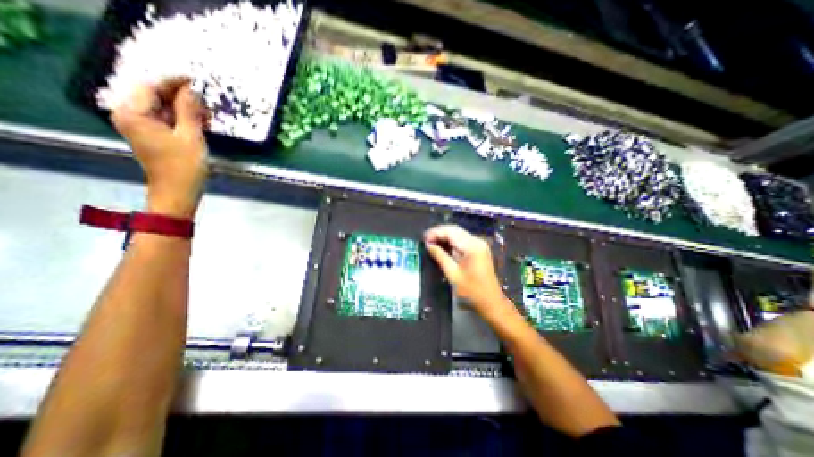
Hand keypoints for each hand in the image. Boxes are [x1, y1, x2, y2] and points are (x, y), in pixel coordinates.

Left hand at [111, 76, 208, 217]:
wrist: (178, 192)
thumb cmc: (184, 167)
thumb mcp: (191, 137)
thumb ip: (189, 111)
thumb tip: (192, 90)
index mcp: (133, 114)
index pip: (151, 87)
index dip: (174, 82)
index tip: (196, 80)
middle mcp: (130, 116)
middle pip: (154, 96)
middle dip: (181, 96)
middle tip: (205, 101)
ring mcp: (140, 126)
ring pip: (162, 107)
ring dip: (184, 108)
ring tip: (206, 114)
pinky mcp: (152, 135)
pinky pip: (166, 119)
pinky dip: (182, 118)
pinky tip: (199, 122)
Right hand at [424, 226, 505, 318]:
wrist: (491, 303)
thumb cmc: (472, 291)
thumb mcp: (453, 274)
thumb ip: (440, 256)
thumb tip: (428, 245)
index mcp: (472, 246)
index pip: (451, 231)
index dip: (436, 233)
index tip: (424, 240)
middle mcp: (477, 241)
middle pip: (455, 230)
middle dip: (439, 234)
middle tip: (426, 241)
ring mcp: (479, 245)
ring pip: (458, 234)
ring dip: (445, 237)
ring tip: (431, 244)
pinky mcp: (479, 250)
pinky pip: (463, 241)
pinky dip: (452, 242)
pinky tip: (443, 248)